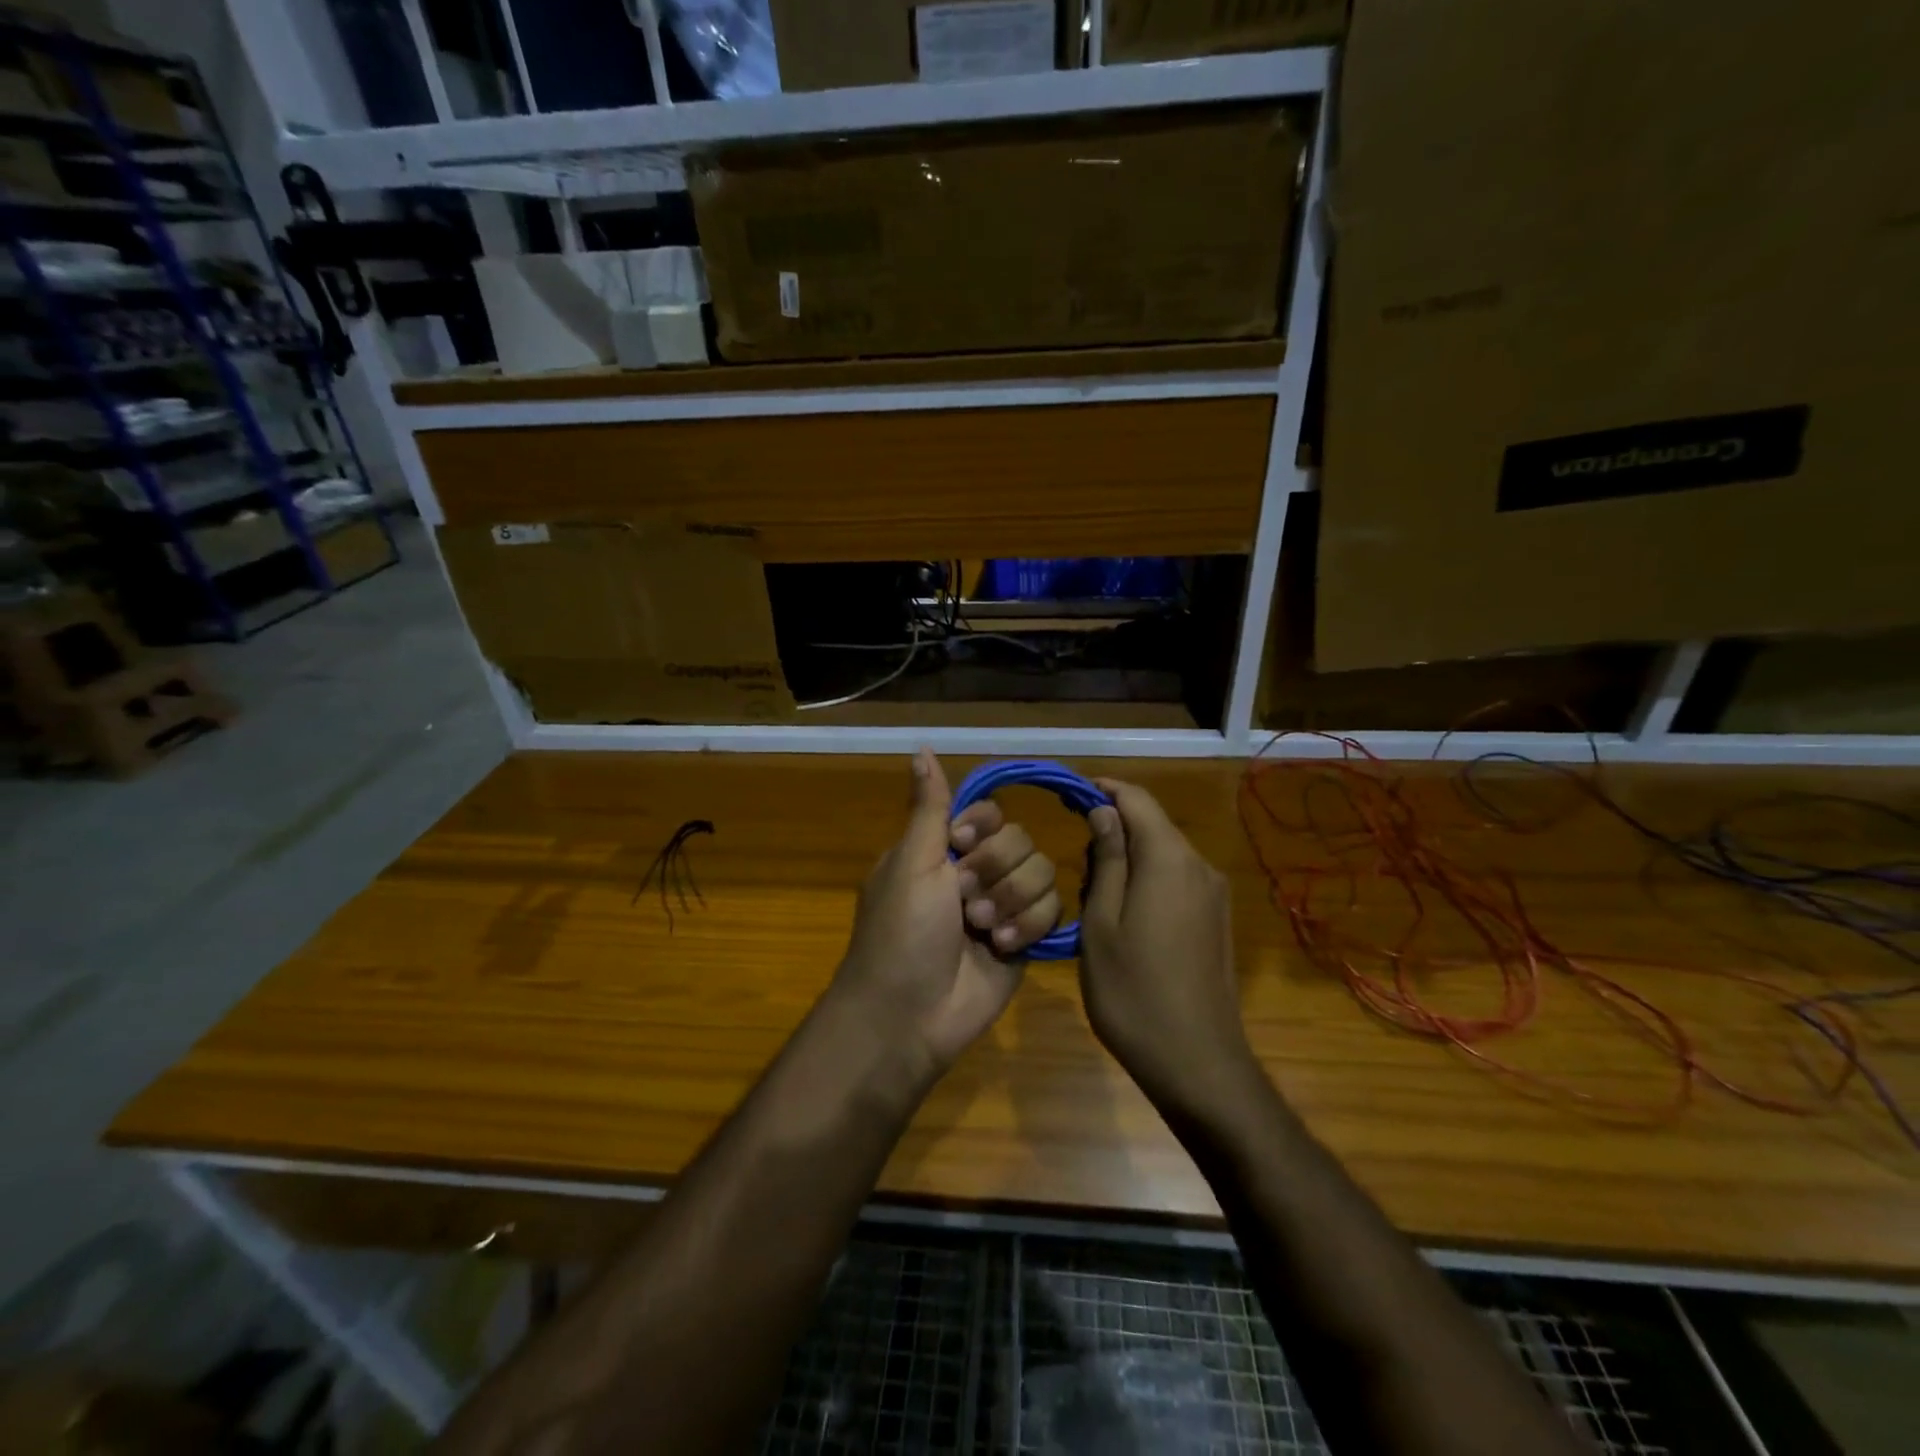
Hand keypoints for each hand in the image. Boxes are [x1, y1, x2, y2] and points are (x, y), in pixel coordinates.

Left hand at [829, 750, 1061, 1076]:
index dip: (982, 826)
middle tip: (962, 902)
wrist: (910, 1014)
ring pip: (1041, 872)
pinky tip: (1002, 946)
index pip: (988, 812)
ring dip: (1010, 901)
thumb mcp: (911, 862)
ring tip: (981, 930)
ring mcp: (1003, 905)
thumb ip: (930, 807)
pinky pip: (1052, 909)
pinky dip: (1027, 925)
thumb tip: (920, 747)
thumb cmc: (901, 931)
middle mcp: (976, 871)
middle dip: (993, 871)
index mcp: (944, 849)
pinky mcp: (1025, 937)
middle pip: (1020, 840)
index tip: (959, 845)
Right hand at [1081, 779, 1253, 1114]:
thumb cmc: (1133, 992)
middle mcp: (1199, 866)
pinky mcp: (1219, 921)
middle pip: (1152, 826)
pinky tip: (1127, 922)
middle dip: (1112, 832)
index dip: (1102, 790)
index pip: (1136, 799)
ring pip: (1164, 855)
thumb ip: (1105, 861)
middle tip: (1077, 871)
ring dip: (1129, 861)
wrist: (1198, 1064)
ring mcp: (1215, 895)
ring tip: (1096, 902)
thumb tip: (1104, 812)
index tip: (1068, 797)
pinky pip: (1178, 880)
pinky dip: (1149, 882)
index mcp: (1169, 859)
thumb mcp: (1101, 923)